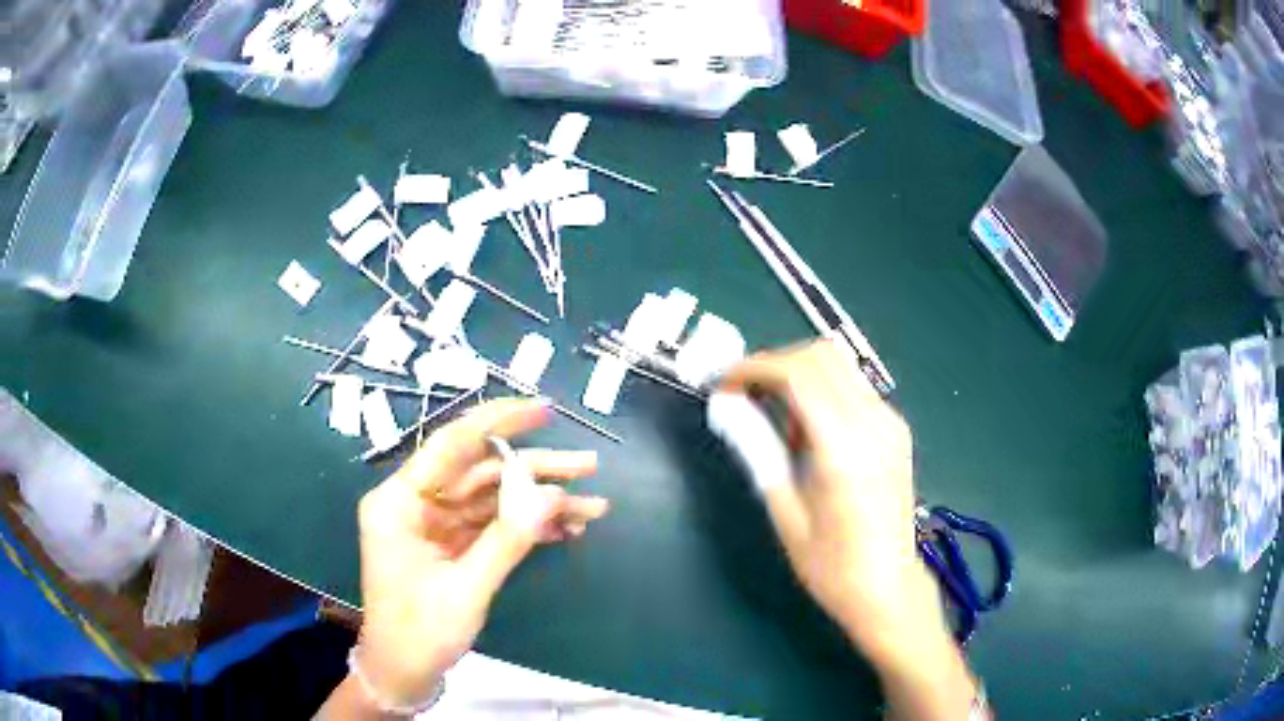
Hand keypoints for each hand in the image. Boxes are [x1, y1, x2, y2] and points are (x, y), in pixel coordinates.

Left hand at [352, 397, 608, 707]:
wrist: (404, 672)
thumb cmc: (420, 633)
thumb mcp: (465, 589)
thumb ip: (507, 540)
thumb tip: (551, 494)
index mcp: (399, 503)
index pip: (450, 446)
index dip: (498, 423)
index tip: (543, 409)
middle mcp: (416, 503)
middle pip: (481, 473)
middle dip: (536, 470)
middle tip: (588, 464)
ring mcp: (436, 525)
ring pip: (493, 499)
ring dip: (541, 502)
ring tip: (593, 505)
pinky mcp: (452, 544)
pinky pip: (494, 525)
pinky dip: (528, 527)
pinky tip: (567, 529)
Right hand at [720, 341, 947, 663]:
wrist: (888, 587)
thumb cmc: (831, 565)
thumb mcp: (785, 513)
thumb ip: (759, 452)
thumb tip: (730, 409)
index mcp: (844, 448)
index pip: (798, 374)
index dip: (754, 367)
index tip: (725, 383)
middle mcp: (874, 423)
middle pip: (822, 355)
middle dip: (776, 363)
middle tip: (746, 394)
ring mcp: (891, 423)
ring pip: (840, 365)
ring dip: (800, 376)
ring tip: (777, 421)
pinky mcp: (897, 430)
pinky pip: (854, 388)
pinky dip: (823, 392)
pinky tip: (809, 433)